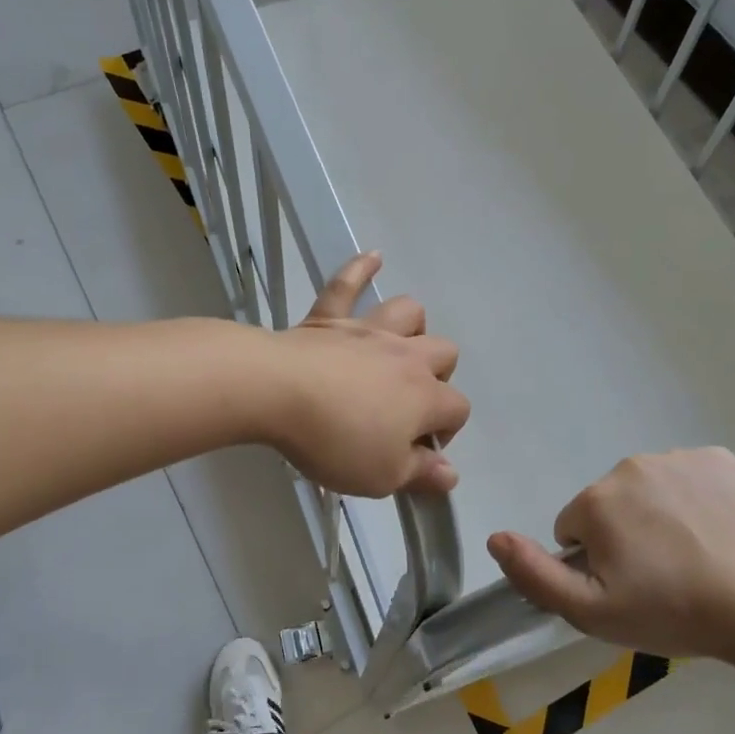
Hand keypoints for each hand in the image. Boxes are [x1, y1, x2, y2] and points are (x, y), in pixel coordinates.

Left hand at [264, 252, 469, 496]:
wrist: (277, 392)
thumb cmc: (335, 440)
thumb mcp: (382, 475)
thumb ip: (420, 473)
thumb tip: (450, 475)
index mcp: (425, 396)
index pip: (457, 409)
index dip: (446, 432)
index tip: (417, 453)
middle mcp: (406, 356)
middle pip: (444, 353)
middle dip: (438, 377)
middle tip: (407, 405)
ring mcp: (367, 331)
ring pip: (408, 312)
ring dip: (411, 327)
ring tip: (398, 347)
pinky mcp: (328, 318)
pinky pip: (348, 284)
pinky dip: (361, 269)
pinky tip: (373, 258)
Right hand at [486, 448, 734, 659]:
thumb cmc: (672, 612)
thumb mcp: (591, 611)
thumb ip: (534, 574)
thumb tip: (494, 537)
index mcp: (597, 500)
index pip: (575, 528)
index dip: (596, 561)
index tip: (628, 586)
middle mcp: (631, 466)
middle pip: (611, 504)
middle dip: (625, 534)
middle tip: (661, 575)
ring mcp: (680, 458)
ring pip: (650, 489)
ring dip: (659, 515)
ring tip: (694, 556)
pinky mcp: (722, 459)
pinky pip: (690, 477)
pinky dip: (696, 499)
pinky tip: (717, 532)